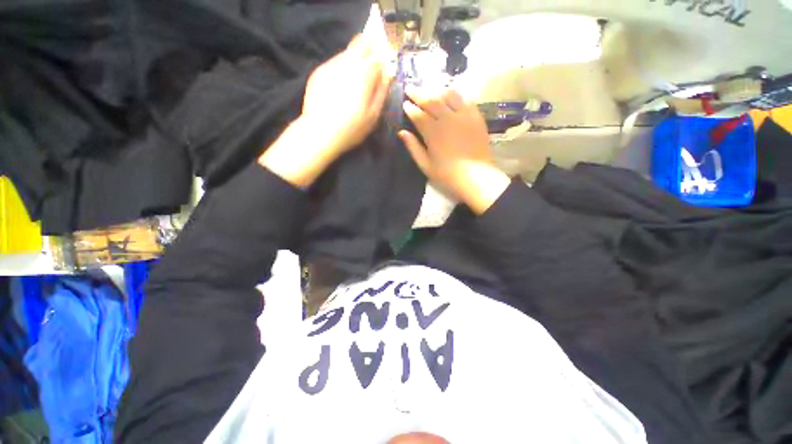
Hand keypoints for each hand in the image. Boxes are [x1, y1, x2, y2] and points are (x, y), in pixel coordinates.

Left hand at [260, 35, 391, 187]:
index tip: (380, 72)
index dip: (380, 60)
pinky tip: (339, 89)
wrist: (320, 132)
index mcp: (364, 73)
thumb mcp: (374, 115)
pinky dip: (340, 70)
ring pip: (346, 53)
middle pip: (360, 44)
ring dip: (353, 63)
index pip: (377, 54)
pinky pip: (334, 64)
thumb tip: (387, 76)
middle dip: (367, 53)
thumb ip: (382, 92)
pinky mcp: (318, 72)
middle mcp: (347, 62)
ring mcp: (331, 65)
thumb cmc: (352, 127)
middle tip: (368, 74)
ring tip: (353, 85)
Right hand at [399, 87, 510, 213]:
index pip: (418, 114)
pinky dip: (455, 95)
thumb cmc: (447, 175)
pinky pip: (465, 99)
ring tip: (430, 90)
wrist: (476, 177)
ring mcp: (464, 115)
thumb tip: (401, 132)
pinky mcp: (476, 117)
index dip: (409, 107)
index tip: (404, 103)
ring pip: (448, 95)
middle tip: (411, 88)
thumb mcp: (425, 165)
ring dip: (436, 90)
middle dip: (419, 93)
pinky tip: (451, 96)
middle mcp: (448, 118)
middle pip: (431, 100)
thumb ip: (413, 147)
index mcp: (433, 132)